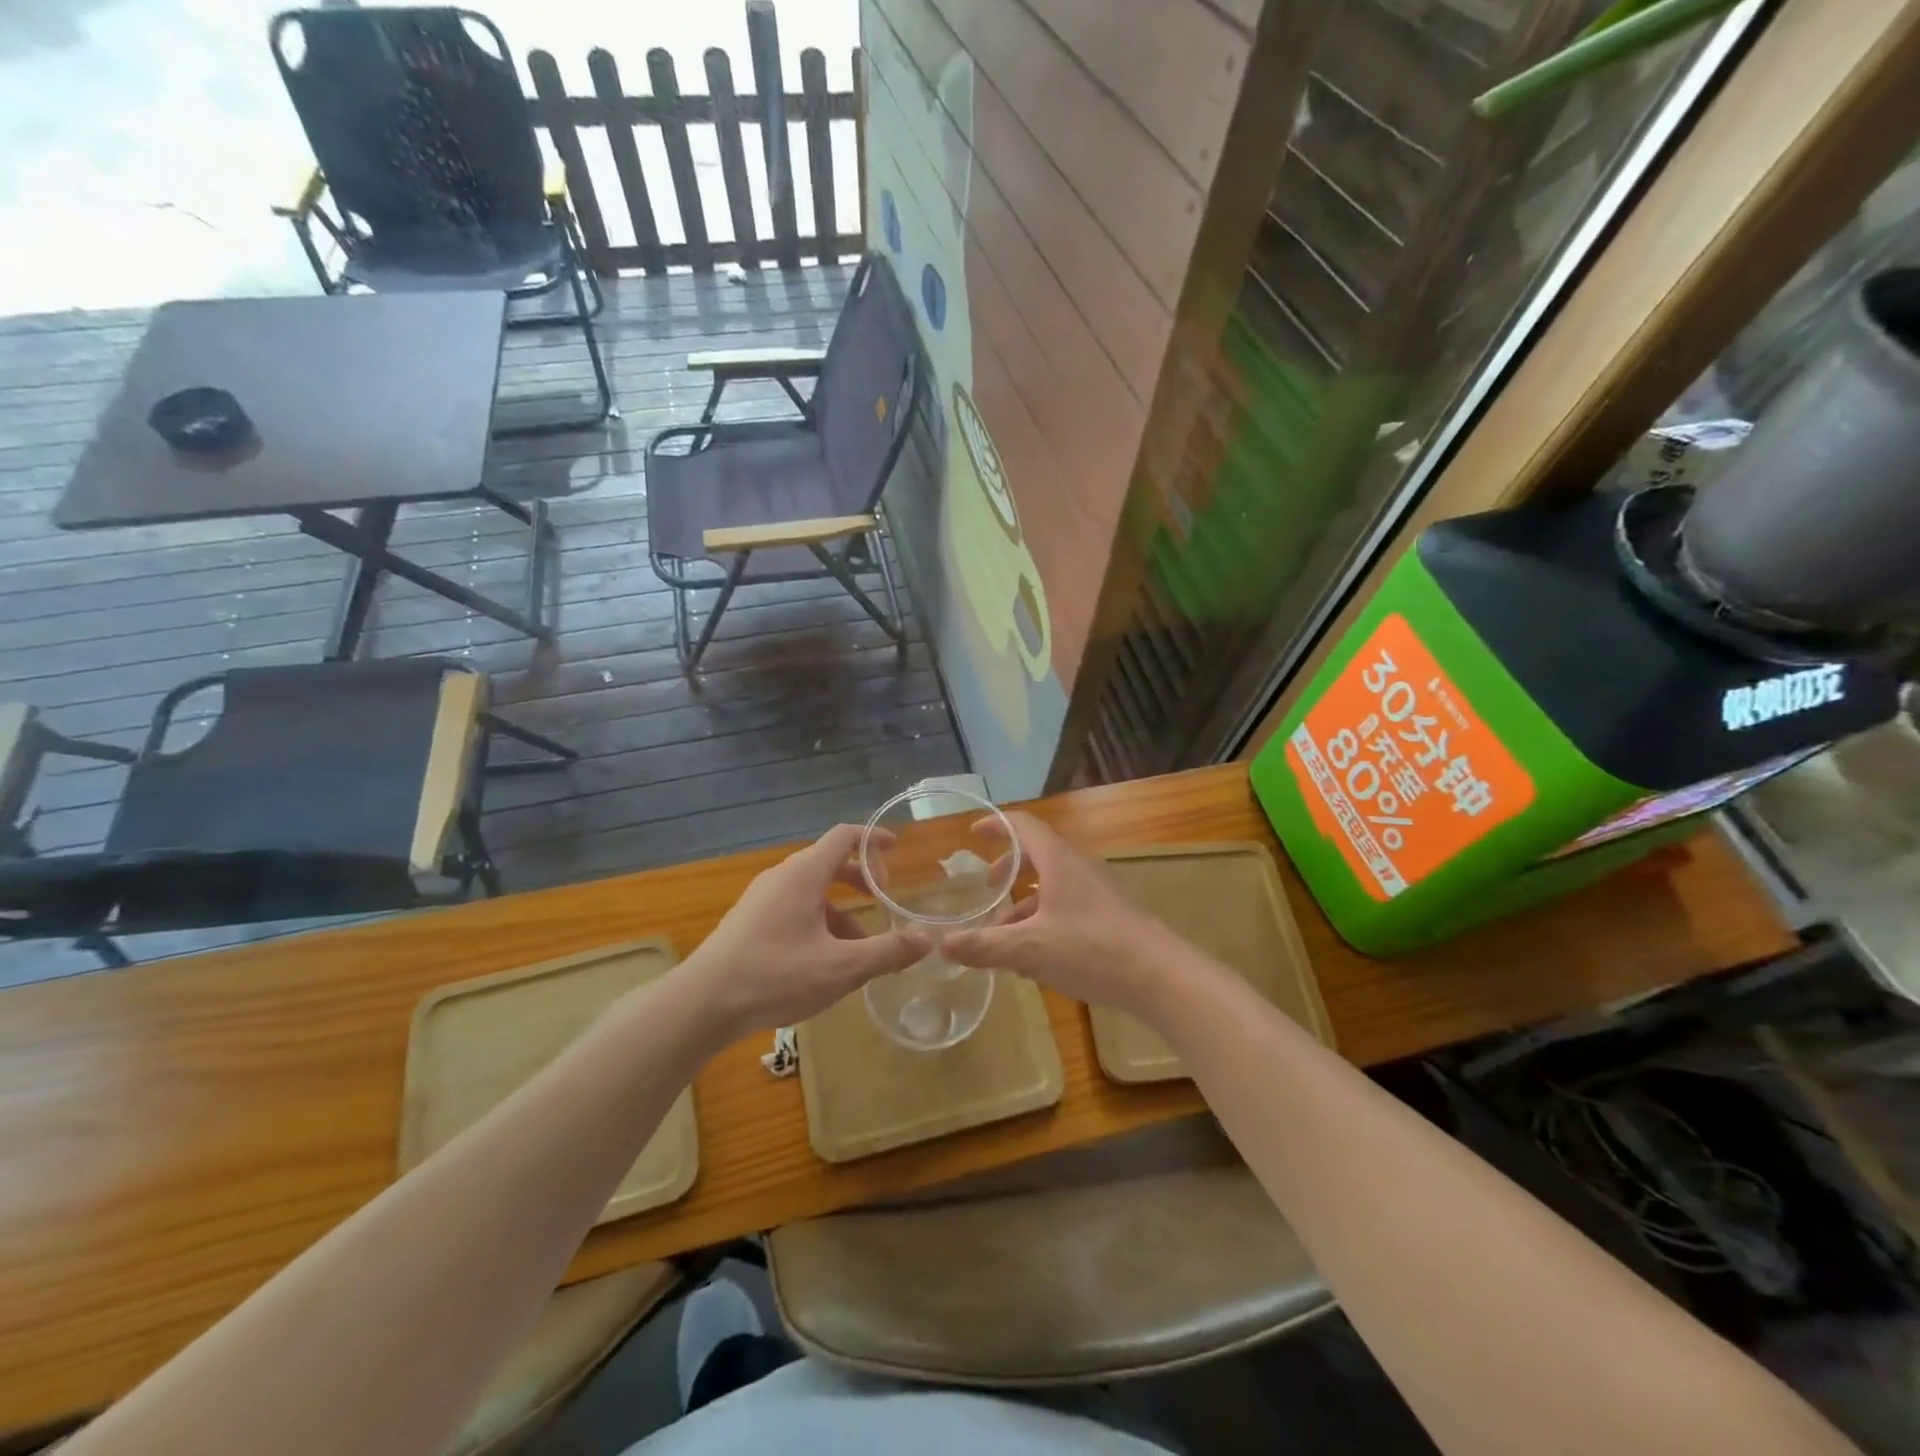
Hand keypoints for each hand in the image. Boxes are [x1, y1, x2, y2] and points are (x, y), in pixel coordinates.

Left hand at [681, 823, 928, 1040]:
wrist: (701, 1005)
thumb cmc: (774, 976)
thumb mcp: (840, 968)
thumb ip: (887, 952)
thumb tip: (929, 940)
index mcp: (804, 875)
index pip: (844, 837)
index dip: (873, 838)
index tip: (896, 849)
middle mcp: (781, 877)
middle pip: (829, 864)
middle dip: (861, 880)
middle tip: (885, 901)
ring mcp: (761, 899)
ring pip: (811, 892)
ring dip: (841, 910)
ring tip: (860, 948)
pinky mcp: (749, 922)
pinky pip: (793, 910)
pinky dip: (818, 924)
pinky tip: (824, 963)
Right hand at [942, 813, 1173, 1014]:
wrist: (1158, 975)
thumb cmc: (1090, 948)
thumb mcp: (1029, 949)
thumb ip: (984, 946)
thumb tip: (942, 945)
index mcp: (1058, 860)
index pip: (1023, 825)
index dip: (997, 825)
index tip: (973, 834)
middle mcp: (1077, 867)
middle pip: (1037, 855)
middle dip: (1008, 869)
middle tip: (988, 889)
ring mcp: (1096, 891)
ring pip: (1051, 886)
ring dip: (1024, 904)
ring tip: (1002, 936)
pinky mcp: (1108, 915)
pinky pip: (1067, 907)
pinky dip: (1043, 920)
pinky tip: (1033, 958)